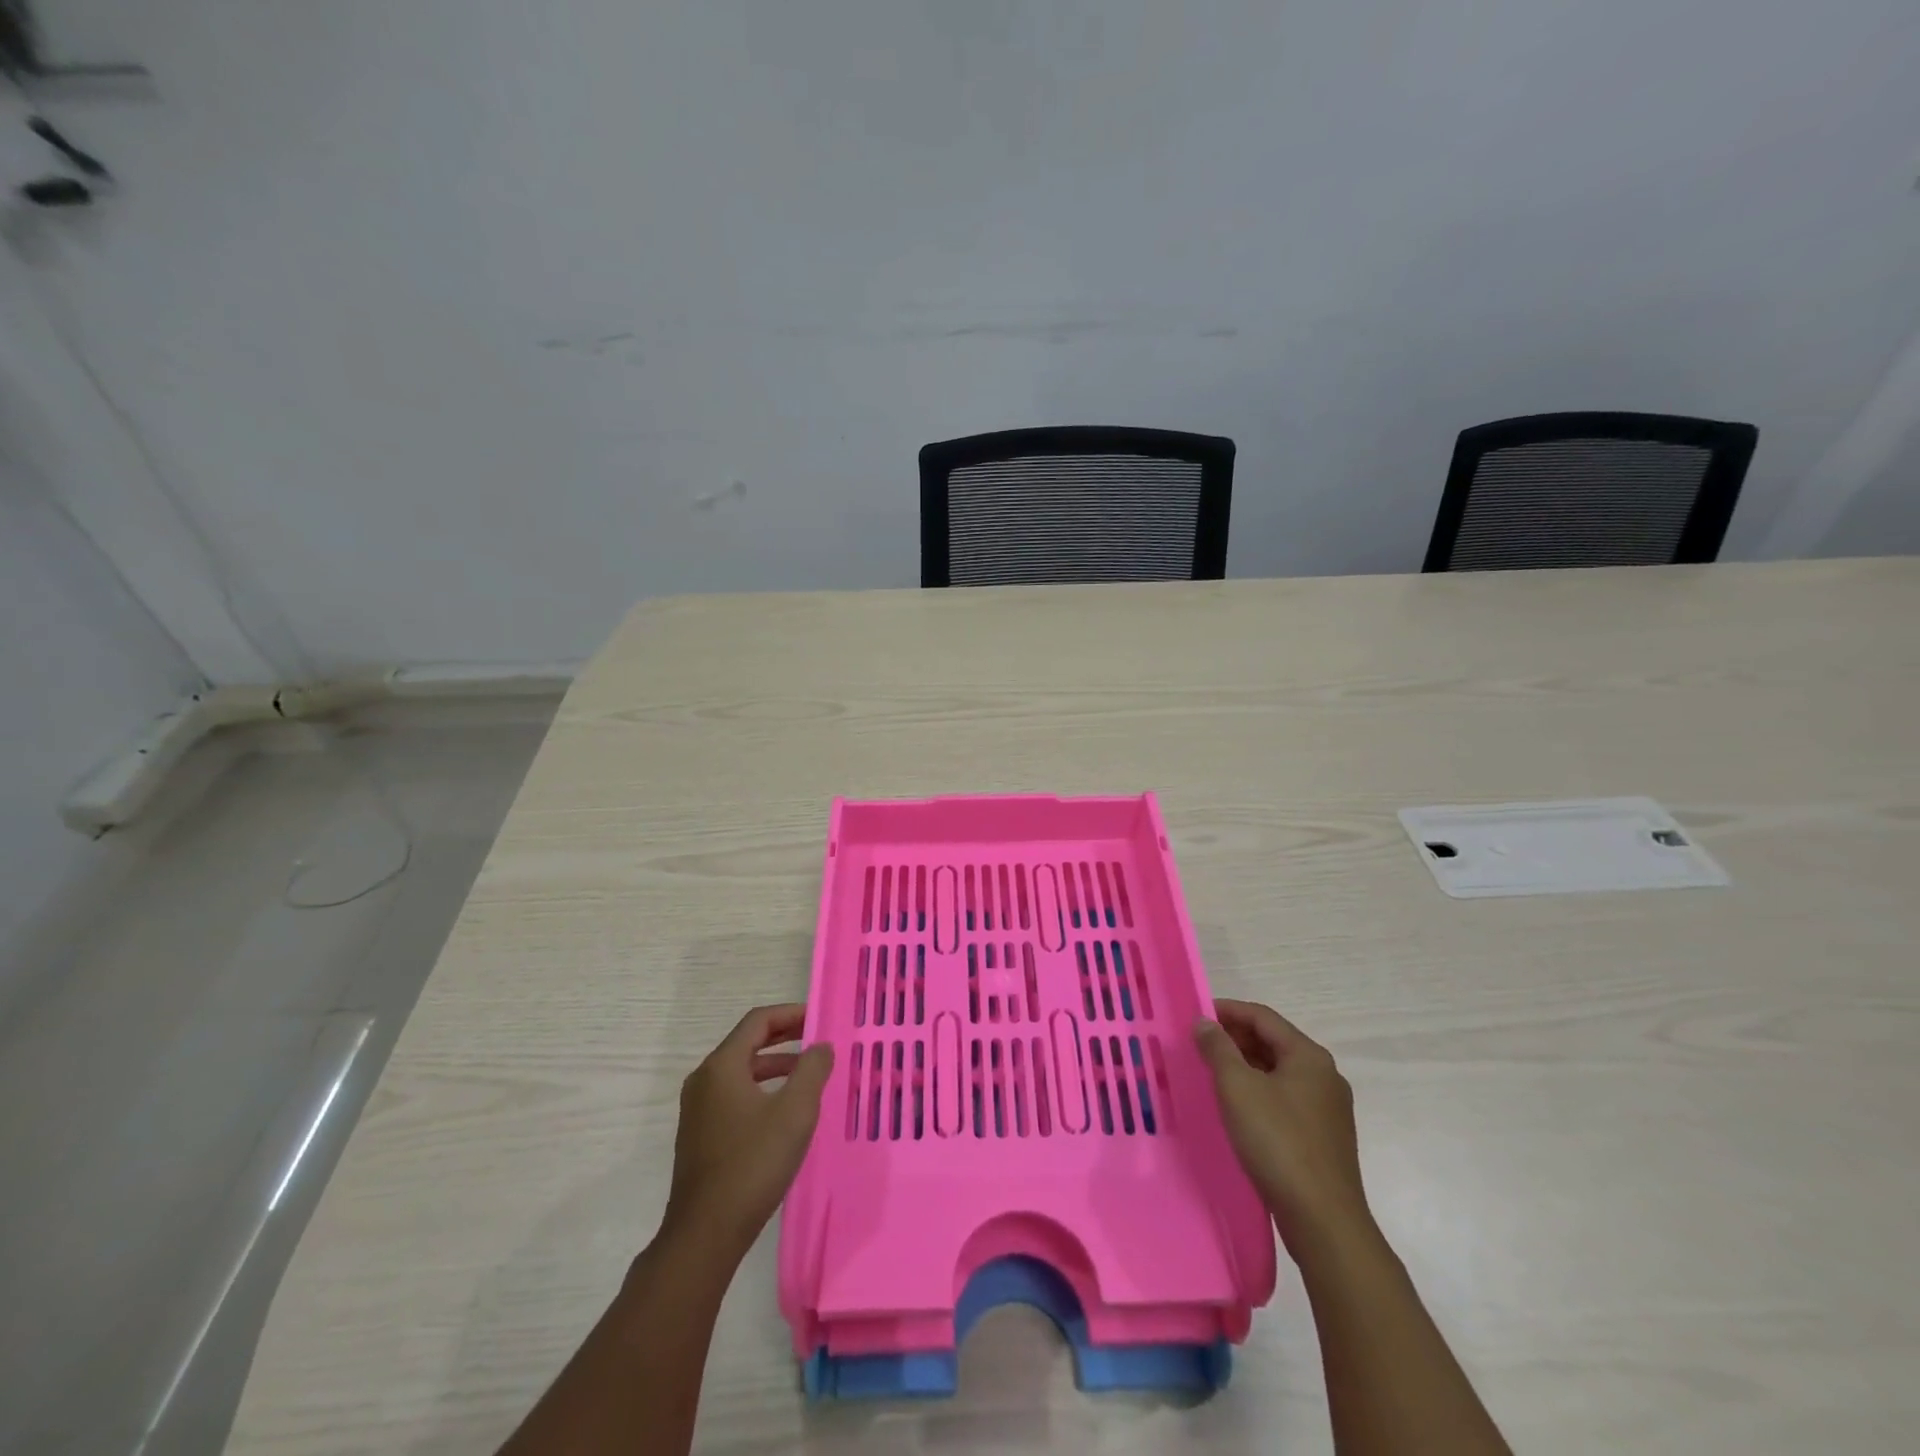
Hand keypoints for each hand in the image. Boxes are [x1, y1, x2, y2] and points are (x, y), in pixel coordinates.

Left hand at [663, 1004, 833, 1257]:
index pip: (758, 1021)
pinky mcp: (700, 1136)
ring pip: (741, 1071)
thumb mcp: (795, 1111)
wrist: (705, 1234)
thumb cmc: (753, 1163)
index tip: (820, 1018)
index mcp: (722, 1066)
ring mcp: (698, 1110)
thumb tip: (821, 1046)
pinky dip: (762, 1089)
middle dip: (785, 1037)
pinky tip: (784, 1110)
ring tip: (808, 1074)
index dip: (791, 1014)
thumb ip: (812, 1070)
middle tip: (817, 1039)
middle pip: (747, 1043)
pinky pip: (734, 1095)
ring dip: (775, 1065)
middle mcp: (704, 1080)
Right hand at [1195, 999, 1371, 1253]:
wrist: (1323, 1221)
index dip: (1227, 1010)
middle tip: (1198, 1044)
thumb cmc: (1278, 1142)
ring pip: (1278, 1073)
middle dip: (1234, 1039)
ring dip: (1244, 1066)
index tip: (1195, 1016)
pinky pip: (1284, 1099)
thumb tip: (1205, 1023)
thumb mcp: (1237, 1088)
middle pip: (1272, 1042)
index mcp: (1308, 1056)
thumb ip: (1218, 1048)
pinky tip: (1236, 1107)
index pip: (1262, 1017)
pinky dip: (1258, 1092)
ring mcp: (1327, 1109)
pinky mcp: (1323, 1138)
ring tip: (1211, 1073)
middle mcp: (1324, 1076)